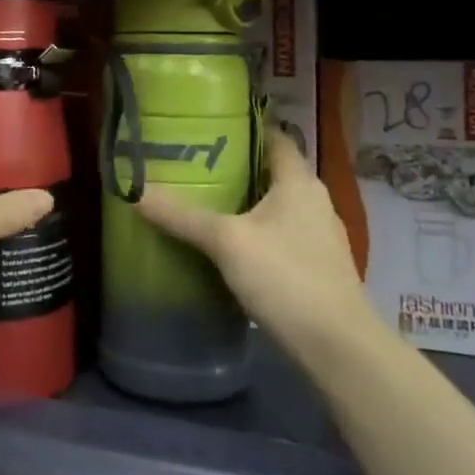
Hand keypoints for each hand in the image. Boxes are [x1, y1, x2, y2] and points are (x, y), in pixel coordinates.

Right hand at [136, 127, 369, 359]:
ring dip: (248, 202)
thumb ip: (183, 216)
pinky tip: (233, 247)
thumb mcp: (227, 243)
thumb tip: (137, 192)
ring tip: (208, 203)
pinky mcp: (319, 267)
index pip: (276, 137)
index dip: (247, 128)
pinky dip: (259, 232)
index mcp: (299, 181)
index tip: (211, 127)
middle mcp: (315, 201)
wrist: (338, 347)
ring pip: (279, 206)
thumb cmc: (286, 278)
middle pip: (274, 171)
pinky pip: (284, 235)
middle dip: (239, 167)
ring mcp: (321, 236)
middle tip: (196, 165)